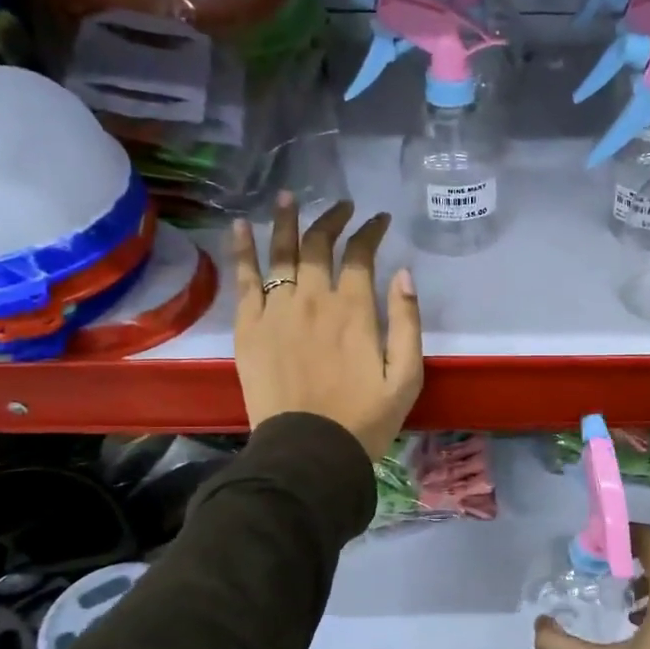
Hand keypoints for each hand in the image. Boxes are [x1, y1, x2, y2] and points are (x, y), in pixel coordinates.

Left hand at [232, 194, 422, 460]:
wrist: (309, 451)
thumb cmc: (365, 419)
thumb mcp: (406, 377)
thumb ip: (408, 323)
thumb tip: (403, 274)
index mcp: (355, 310)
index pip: (361, 255)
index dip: (371, 231)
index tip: (379, 220)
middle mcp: (313, 299)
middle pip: (320, 245)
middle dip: (332, 219)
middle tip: (341, 207)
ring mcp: (276, 311)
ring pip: (280, 253)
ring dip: (286, 221)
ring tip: (288, 197)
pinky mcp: (248, 328)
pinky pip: (244, 280)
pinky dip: (243, 250)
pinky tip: (240, 227)